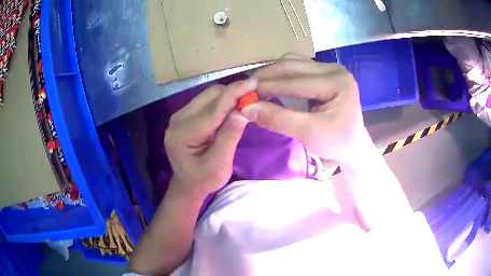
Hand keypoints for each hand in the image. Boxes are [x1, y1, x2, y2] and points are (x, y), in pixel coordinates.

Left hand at [164, 79, 256, 196]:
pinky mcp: (186, 114)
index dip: (234, 94)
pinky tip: (233, 108)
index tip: (254, 83)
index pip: (213, 109)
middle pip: (210, 96)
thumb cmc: (204, 180)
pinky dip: (223, 101)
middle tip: (254, 99)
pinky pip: (207, 100)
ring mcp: (180, 115)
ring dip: (229, 96)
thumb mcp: (219, 166)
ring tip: (245, 104)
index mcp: (183, 135)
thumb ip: (229, 137)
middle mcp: (178, 119)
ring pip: (209, 95)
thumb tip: (243, 110)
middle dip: (233, 93)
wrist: (188, 184)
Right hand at [241, 55, 364, 160]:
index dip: (267, 88)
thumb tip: (246, 108)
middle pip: (292, 65)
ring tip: (256, 87)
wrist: (352, 145)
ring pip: (292, 62)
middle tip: (245, 90)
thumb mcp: (309, 134)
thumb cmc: (336, 143)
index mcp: (337, 82)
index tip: (242, 97)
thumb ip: (279, 119)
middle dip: (266, 77)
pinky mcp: (324, 72)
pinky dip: (281, 74)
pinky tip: (271, 83)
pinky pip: (297, 66)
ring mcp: (330, 68)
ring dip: (272, 73)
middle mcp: (334, 69)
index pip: (295, 81)